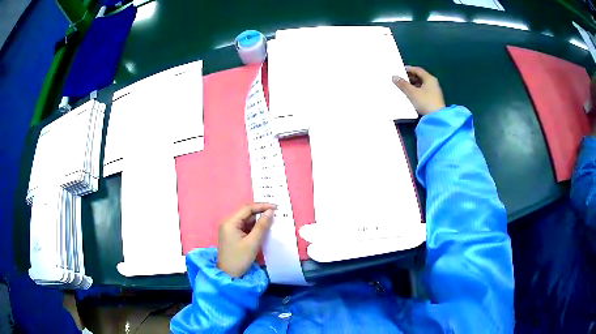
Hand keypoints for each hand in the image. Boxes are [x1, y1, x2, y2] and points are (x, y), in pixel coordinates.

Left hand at [217, 203, 275, 276]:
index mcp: (230, 222)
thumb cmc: (239, 259)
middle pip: (246, 213)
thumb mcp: (252, 242)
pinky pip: (245, 227)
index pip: (247, 208)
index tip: (276, 207)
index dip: (262, 206)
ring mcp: (230, 229)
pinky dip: (254, 227)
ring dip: (258, 220)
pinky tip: (264, 229)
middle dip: (261, 212)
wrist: (229, 275)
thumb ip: (262, 226)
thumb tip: (270, 212)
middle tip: (276, 214)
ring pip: (246, 220)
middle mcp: (228, 223)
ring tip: (273, 221)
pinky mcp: (233, 235)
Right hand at [393, 66, 445, 115]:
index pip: (417, 70)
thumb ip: (403, 84)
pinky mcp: (434, 99)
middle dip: (410, 77)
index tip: (399, 71)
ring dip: (413, 85)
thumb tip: (394, 77)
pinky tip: (411, 94)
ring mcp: (434, 91)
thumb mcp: (412, 93)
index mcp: (429, 78)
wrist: (437, 118)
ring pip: (422, 84)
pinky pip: (424, 91)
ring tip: (404, 87)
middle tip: (400, 79)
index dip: (408, 69)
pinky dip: (417, 90)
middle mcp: (433, 83)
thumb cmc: (425, 102)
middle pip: (420, 77)